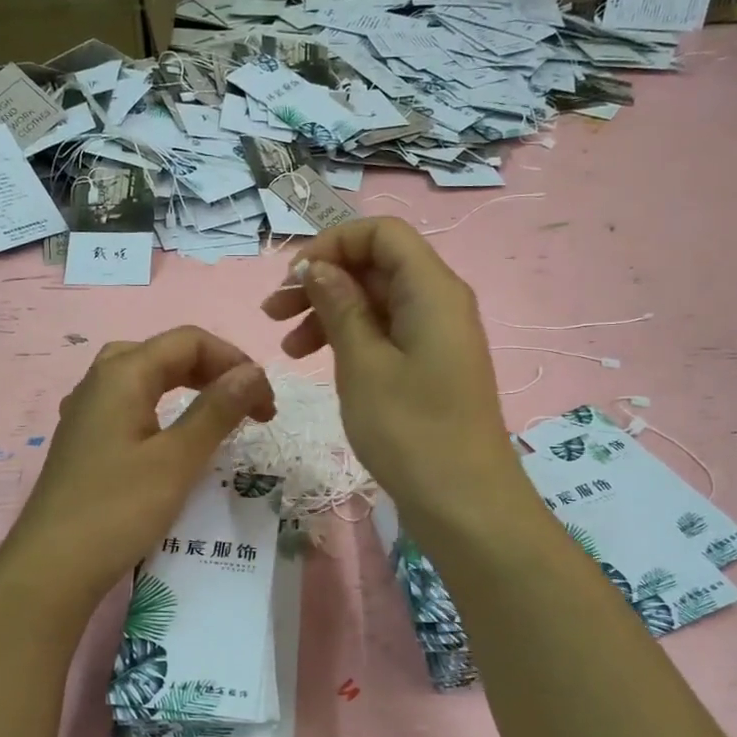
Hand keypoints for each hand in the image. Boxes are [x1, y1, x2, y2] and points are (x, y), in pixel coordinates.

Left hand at [6, 326, 275, 605]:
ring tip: (217, 413)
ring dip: (187, 386)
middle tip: (246, 406)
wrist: (52, 567)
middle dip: (213, 370)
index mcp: (122, 374)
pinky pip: (129, 403)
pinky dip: (162, 406)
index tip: (266, 405)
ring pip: (144, 376)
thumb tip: (254, 373)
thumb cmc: (118, 509)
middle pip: (165, 352)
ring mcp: (86, 410)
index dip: (235, 362)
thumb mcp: (178, 458)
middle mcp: (100, 381)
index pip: (189, 341)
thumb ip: (217, 410)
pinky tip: (171, 435)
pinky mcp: (84, 439)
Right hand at [259, 218, 532, 544]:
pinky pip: (387, 334)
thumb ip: (339, 306)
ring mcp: (436, 337)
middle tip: (272, 313)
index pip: (381, 233)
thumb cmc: (410, 430)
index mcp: (432, 289)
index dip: (332, 244)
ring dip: (330, 313)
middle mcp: (440, 302)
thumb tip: (318, 266)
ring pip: (377, 302)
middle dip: (323, 281)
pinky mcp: (431, 367)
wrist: (464, 503)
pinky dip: (351, 340)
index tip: (291, 279)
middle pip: (376, 266)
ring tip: (287, 348)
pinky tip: (319, 362)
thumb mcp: (363, 364)